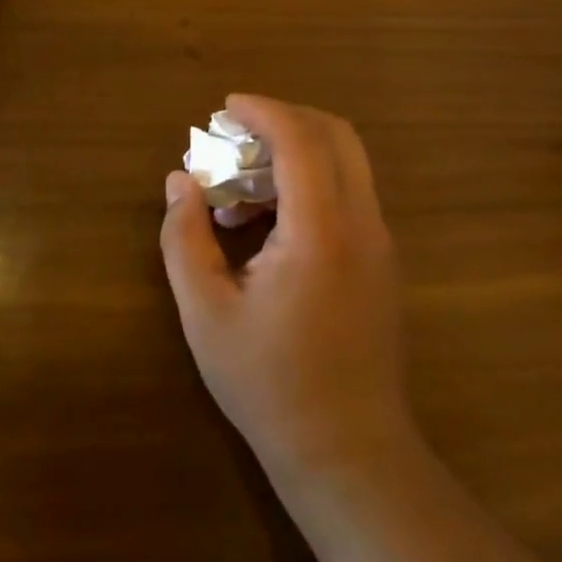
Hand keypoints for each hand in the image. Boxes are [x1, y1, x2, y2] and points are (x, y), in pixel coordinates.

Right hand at [161, 95, 414, 476]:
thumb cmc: (270, 384)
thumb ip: (184, 238)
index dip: (263, 111)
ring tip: (240, 189)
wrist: (349, 453)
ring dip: (296, 152)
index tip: (226, 107)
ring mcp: (379, 243)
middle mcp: (362, 224)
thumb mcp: (205, 313)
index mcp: (321, 231)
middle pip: (336, 135)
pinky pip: (347, 194)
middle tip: (236, 134)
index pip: (301, 140)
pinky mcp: (381, 261)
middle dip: (284, 119)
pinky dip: (309, 181)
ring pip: (346, 162)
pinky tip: (266, 224)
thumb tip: (180, 181)